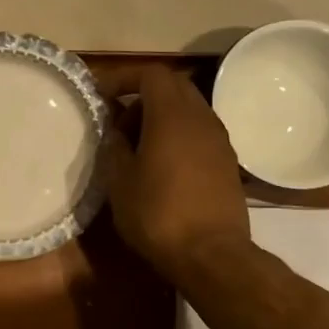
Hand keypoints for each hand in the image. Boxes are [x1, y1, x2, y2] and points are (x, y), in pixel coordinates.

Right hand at [102, 65, 251, 281]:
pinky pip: (199, 132)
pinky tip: (162, 164)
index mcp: (171, 115)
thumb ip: (115, 147)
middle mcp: (201, 118)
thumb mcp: (119, 181)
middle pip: (174, 86)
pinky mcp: (228, 162)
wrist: (210, 254)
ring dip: (162, 116)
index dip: (123, 79)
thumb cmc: (157, 214)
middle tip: (119, 121)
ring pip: (189, 109)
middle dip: (143, 95)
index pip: (151, 74)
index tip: (101, 96)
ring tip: (138, 145)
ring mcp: (219, 140)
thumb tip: (116, 132)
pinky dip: (178, 134)